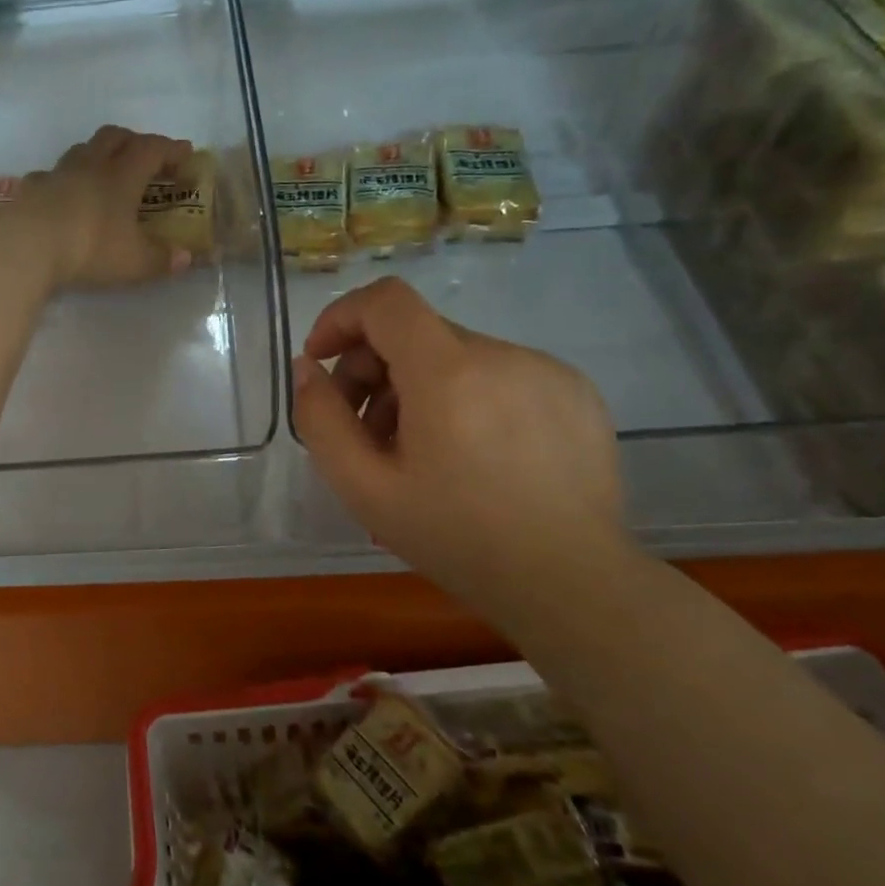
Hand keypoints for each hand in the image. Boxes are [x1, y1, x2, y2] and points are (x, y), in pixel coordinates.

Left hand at [13, 125, 196, 290]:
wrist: (25, 247)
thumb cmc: (90, 249)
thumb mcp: (134, 262)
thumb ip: (161, 259)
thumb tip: (186, 258)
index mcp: (121, 176)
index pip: (152, 149)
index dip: (171, 149)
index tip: (185, 155)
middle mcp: (90, 166)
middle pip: (114, 136)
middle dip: (133, 141)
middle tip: (144, 157)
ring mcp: (56, 175)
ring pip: (81, 150)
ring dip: (97, 155)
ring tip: (104, 175)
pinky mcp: (30, 190)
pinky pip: (50, 176)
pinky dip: (63, 181)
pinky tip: (63, 196)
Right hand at [291, 276, 631, 608]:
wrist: (573, 585)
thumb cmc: (457, 538)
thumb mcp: (364, 488)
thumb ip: (321, 419)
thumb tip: (308, 369)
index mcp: (448, 372)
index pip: (385, 301)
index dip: (341, 318)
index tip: (322, 361)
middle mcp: (501, 354)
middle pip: (416, 332)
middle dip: (373, 369)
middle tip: (365, 433)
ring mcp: (546, 370)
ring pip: (457, 356)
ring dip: (419, 389)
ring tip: (419, 454)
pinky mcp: (576, 392)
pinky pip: (500, 375)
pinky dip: (467, 398)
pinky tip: (474, 457)